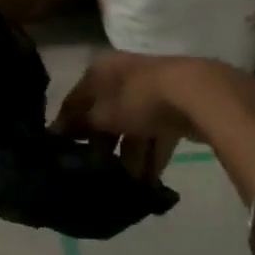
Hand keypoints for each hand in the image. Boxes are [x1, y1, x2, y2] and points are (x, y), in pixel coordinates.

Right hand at [52, 52, 205, 181]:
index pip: (75, 100)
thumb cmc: (138, 99)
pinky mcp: (176, 107)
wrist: (196, 94)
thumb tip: (59, 132)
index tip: (61, 154)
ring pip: (133, 128)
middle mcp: (124, 76)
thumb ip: (81, 125)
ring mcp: (152, 91)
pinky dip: (152, 156)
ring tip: (126, 185)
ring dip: (129, 157)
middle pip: (106, 116)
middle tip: (96, 174)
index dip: (66, 127)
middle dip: (103, 147)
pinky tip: (148, 181)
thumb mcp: (102, 115)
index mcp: (101, 70)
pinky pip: (156, 135)